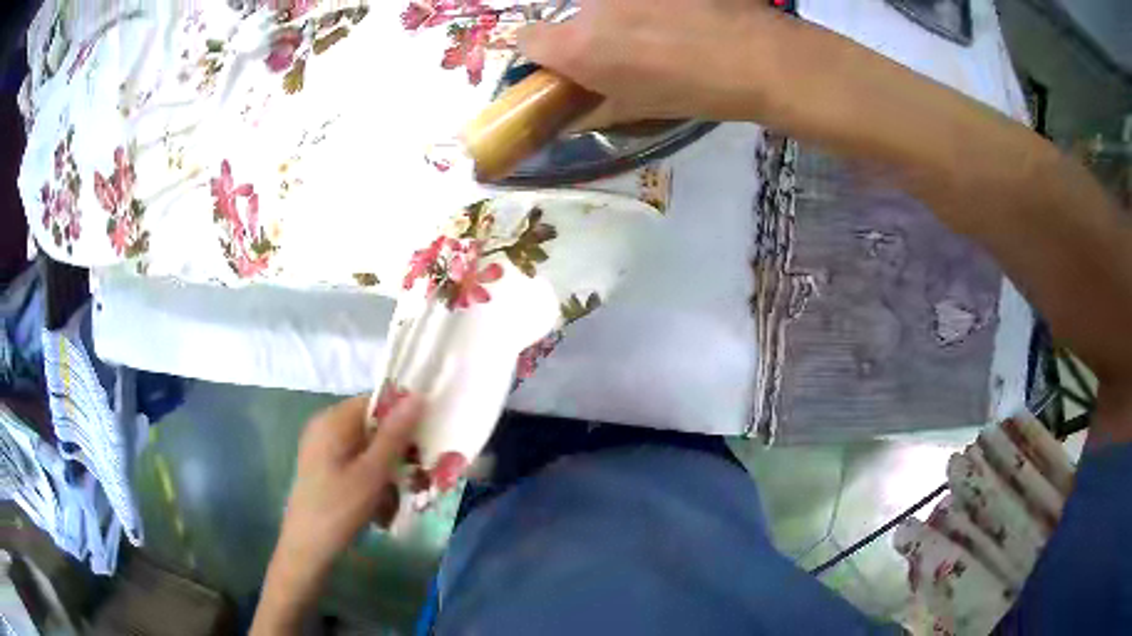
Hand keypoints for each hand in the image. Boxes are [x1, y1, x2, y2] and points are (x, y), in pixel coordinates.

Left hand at [251, 394, 421, 634]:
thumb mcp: (372, 472)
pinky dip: (372, 479)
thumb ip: (395, 434)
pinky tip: (379, 506)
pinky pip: (357, 463)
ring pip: (367, 448)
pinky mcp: (324, 467)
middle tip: (417, 477)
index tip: (426, 442)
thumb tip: (418, 396)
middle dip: (397, 450)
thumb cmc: (339, 508)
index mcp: (333, 420)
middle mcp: (325, 427)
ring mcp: (322, 448)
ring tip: (395, 500)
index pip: (377, 401)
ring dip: (387, 470)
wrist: (307, 548)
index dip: (404, 417)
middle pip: (373, 425)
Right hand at [518, 0, 782, 126]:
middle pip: (572, 16)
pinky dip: (651, 5)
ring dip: (621, 12)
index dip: (543, 52)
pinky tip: (680, 14)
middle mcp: (590, 6)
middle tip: (629, 49)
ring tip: (664, 28)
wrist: (757, 55)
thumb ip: (592, 110)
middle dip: (590, 32)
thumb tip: (568, 116)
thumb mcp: (638, 109)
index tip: (562, 62)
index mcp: (577, 46)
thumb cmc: (695, 90)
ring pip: (606, 1)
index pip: (526, 39)